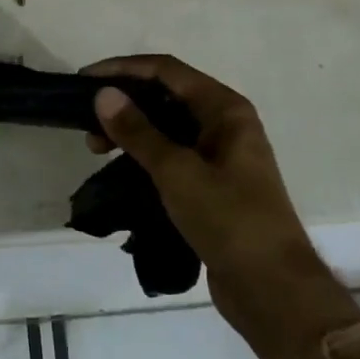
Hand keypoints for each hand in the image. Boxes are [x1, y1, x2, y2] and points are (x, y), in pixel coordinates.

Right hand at [85, 55, 359, 358]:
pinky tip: (120, 170)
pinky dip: (144, 155)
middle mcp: (225, 124)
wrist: (273, 289)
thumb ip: (138, 131)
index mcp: (225, 109)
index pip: (166, 70)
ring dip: (132, 131)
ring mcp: (221, 155)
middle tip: (87, 123)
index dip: (123, 69)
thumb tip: (103, 94)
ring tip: (97, 150)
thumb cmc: (229, 219)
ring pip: (167, 127)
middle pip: (166, 95)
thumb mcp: (177, 172)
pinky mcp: (213, 184)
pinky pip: (172, 155)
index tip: (85, 80)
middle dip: (125, 102)